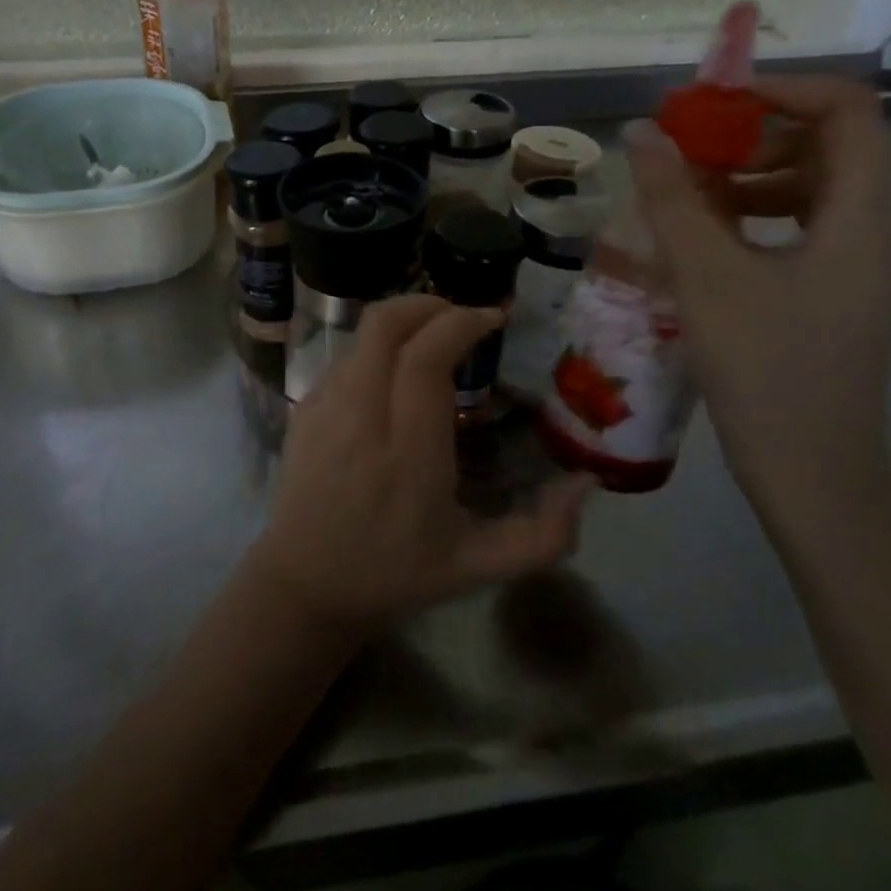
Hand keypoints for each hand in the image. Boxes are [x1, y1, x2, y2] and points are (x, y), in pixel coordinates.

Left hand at [248, 295, 591, 628]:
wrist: (305, 585)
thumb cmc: (396, 573)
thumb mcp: (479, 566)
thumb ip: (543, 535)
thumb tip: (587, 482)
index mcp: (408, 453)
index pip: (426, 358)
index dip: (461, 323)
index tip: (492, 319)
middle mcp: (361, 417)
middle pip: (385, 325)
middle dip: (429, 304)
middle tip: (463, 318)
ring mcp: (324, 408)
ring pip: (363, 335)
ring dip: (404, 323)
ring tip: (434, 339)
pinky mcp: (303, 408)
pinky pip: (345, 357)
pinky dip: (377, 348)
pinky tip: (396, 373)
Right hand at [623, 76, 890, 513]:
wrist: (811, 476)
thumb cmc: (765, 369)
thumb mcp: (707, 276)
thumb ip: (671, 198)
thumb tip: (640, 131)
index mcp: (857, 216)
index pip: (845, 110)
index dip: (781, 89)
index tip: (712, 102)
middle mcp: (865, 231)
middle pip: (823, 146)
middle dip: (750, 135)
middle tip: (685, 147)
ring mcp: (848, 267)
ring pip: (804, 189)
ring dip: (743, 176)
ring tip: (681, 192)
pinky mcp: (825, 295)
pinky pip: (791, 229)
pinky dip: (746, 217)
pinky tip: (698, 238)